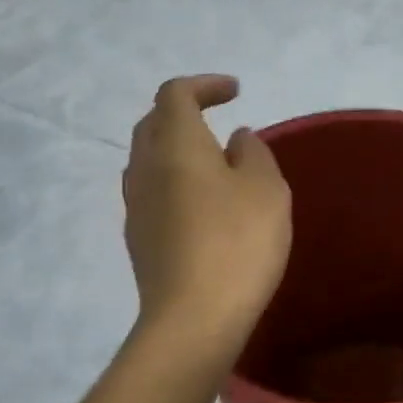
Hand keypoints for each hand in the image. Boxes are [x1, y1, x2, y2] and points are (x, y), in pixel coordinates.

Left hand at [124, 75, 291, 346]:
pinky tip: (201, 204)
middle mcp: (145, 167)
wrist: (194, 318)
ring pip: (148, 159)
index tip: (235, 92)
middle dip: (184, 112)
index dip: (204, 85)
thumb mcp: (266, 189)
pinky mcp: (138, 239)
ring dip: (176, 149)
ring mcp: (135, 205)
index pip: (175, 94)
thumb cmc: (238, 242)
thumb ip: (254, 153)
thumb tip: (237, 139)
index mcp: (176, 144)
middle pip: (154, 123)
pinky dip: (174, 181)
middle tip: (218, 120)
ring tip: (212, 162)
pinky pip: (152, 192)